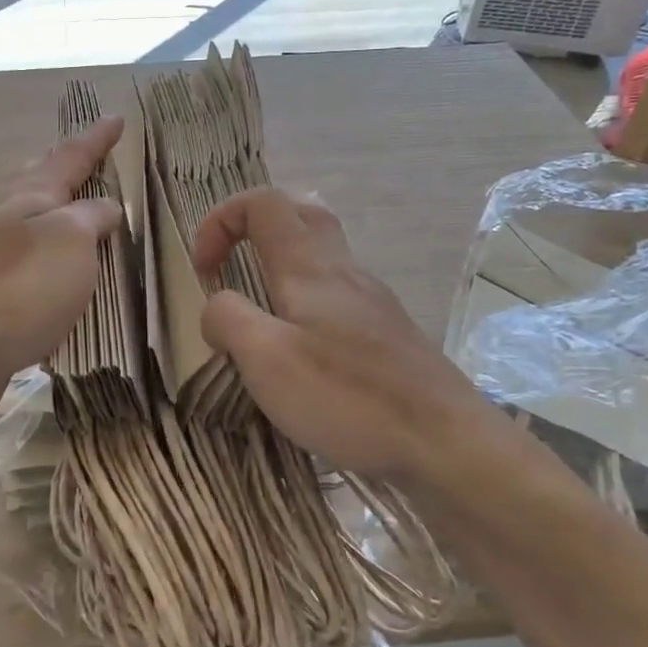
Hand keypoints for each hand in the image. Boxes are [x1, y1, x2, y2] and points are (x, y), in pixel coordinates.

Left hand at [0, 117, 125, 405]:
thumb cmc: (25, 289)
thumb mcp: (71, 244)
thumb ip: (89, 219)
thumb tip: (104, 204)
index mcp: (29, 201)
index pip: (69, 160)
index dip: (95, 141)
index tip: (116, 118)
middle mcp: (3, 222)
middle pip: (32, 181)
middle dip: (57, 165)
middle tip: (75, 154)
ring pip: (22, 219)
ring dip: (45, 207)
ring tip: (64, 208)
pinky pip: (18, 259)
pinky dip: (37, 250)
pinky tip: (42, 268)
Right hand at [192, 188, 491, 482]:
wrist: (445, 442)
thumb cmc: (348, 396)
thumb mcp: (266, 359)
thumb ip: (229, 319)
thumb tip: (216, 306)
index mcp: (309, 266)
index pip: (262, 203)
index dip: (221, 220)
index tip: (202, 270)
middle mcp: (344, 270)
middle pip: (301, 213)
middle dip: (255, 226)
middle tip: (231, 264)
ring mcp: (372, 301)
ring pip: (323, 254)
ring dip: (282, 264)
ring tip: (259, 311)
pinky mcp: (387, 333)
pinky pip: (338, 293)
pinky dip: (306, 299)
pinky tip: (302, 347)